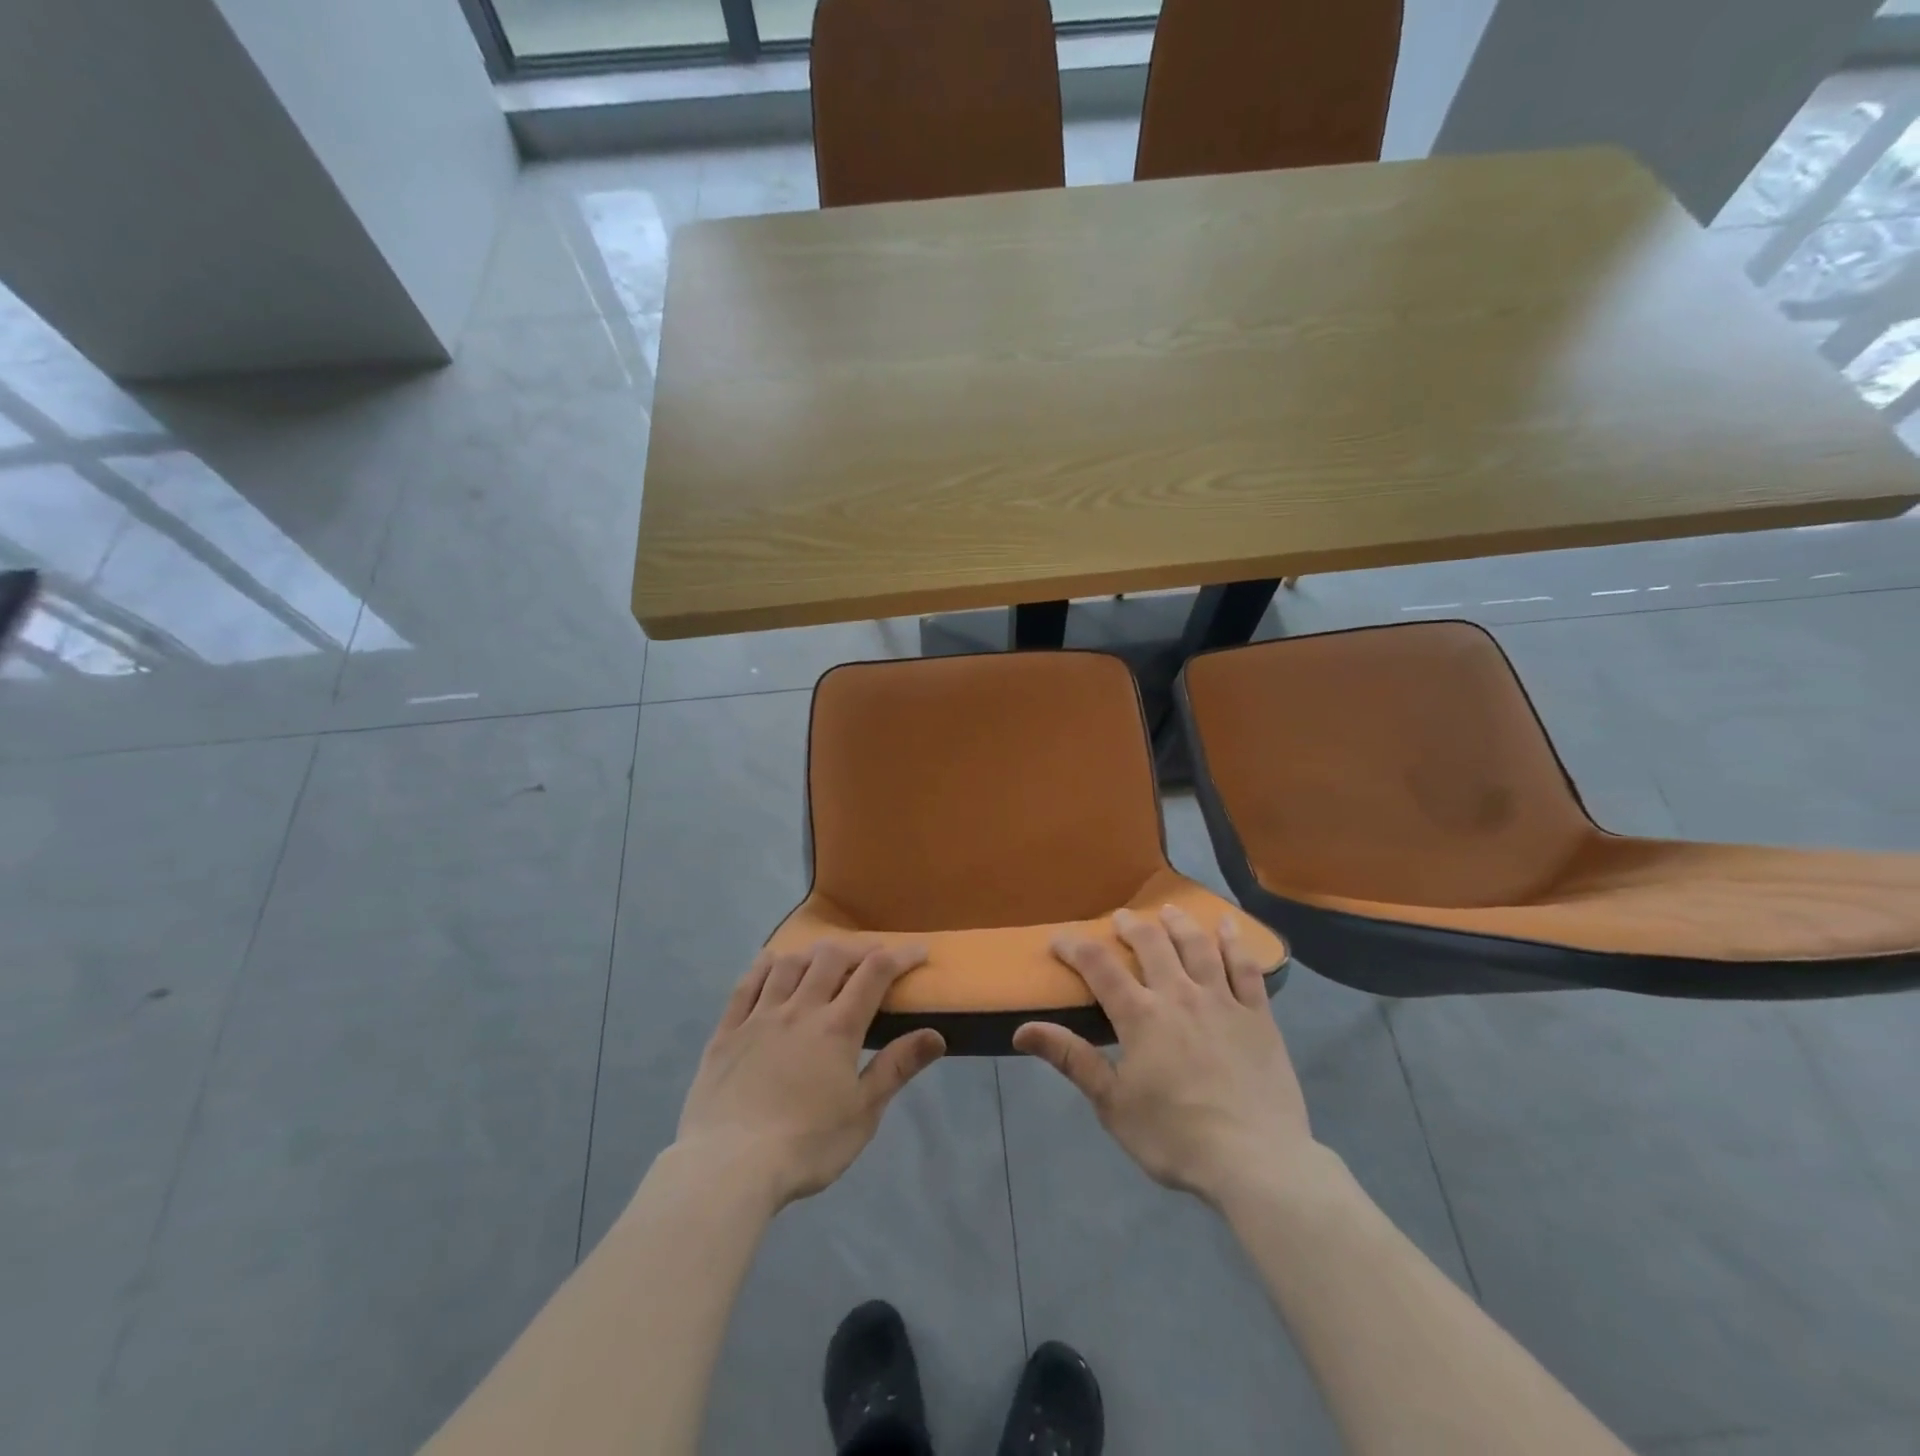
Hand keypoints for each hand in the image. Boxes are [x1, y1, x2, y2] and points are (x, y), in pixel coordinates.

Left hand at [675, 941, 945, 1207]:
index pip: (875, 973)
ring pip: (788, 964)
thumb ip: (897, 1068)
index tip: (919, 951)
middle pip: (831, 957)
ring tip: (823, 959)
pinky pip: (745, 985)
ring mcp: (759, 1017)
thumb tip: (936, 1035)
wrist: (728, 1168)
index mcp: (837, 1028)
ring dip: (812, 954)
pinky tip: (771, 962)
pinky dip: (763, 966)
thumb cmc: (806, 1145)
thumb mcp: (863, 1113)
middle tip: (871, 957)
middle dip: (857, 949)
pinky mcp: (726, 1032)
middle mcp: (799, 1010)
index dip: (901, 956)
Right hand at [1013, 906, 1313, 1206]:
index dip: (1075, 947)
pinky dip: (1235, 943)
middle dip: (1131, 926)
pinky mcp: (1258, 1016)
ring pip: (1197, 947)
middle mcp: (1179, 995)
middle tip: (1120, 919)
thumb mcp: (1112, 1104)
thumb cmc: (1175, 1138)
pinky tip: (1228, 926)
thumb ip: (1071, 1059)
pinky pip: (1246, 968)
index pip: (1099, 967)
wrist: (1256, 1163)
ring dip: (1178, 924)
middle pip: (1151, 945)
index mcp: (1140, 1016)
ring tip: (1168, 910)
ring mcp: (1222, 1002)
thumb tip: (1021, 1030)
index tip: (1058, 940)